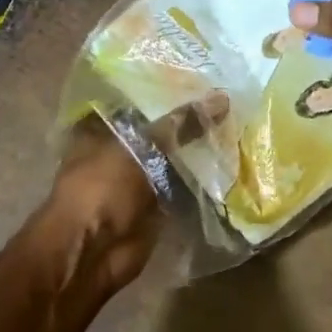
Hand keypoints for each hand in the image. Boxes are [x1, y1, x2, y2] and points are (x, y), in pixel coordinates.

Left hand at [40, 94, 229, 290]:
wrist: (94, 250)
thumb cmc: (103, 187)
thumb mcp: (141, 145)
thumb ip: (180, 124)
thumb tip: (222, 98)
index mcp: (102, 129)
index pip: (139, 103)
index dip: (168, 93)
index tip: (205, 81)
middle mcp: (119, 152)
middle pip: (160, 132)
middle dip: (189, 123)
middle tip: (229, 103)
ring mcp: (138, 182)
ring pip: (174, 161)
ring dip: (198, 152)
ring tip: (236, 127)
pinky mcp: (156, 207)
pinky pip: (184, 188)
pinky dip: (202, 181)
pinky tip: (230, 163)